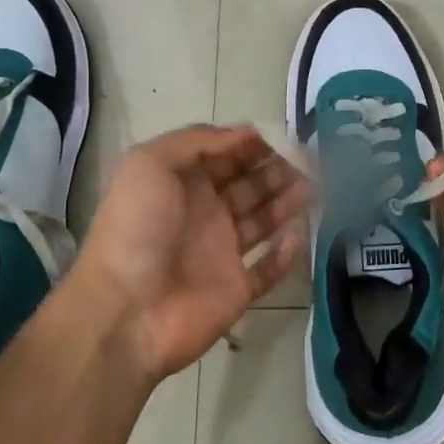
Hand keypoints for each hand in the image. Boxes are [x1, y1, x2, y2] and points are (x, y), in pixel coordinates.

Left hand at [72, 125, 309, 383]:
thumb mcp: (150, 163)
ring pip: (264, 220)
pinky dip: (286, 252)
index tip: (286, 136)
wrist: (126, 310)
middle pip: (249, 183)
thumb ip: (197, 140)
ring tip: (317, 185)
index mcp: (182, 182)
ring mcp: (221, 252)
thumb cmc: (137, 227)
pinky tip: (300, 232)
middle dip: (278, 168)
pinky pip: (268, 268)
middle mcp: (204, 212)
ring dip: (289, 201)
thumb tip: (246, 133)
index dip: (254, 144)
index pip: (226, 154)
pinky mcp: (237, 289)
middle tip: (312, 159)